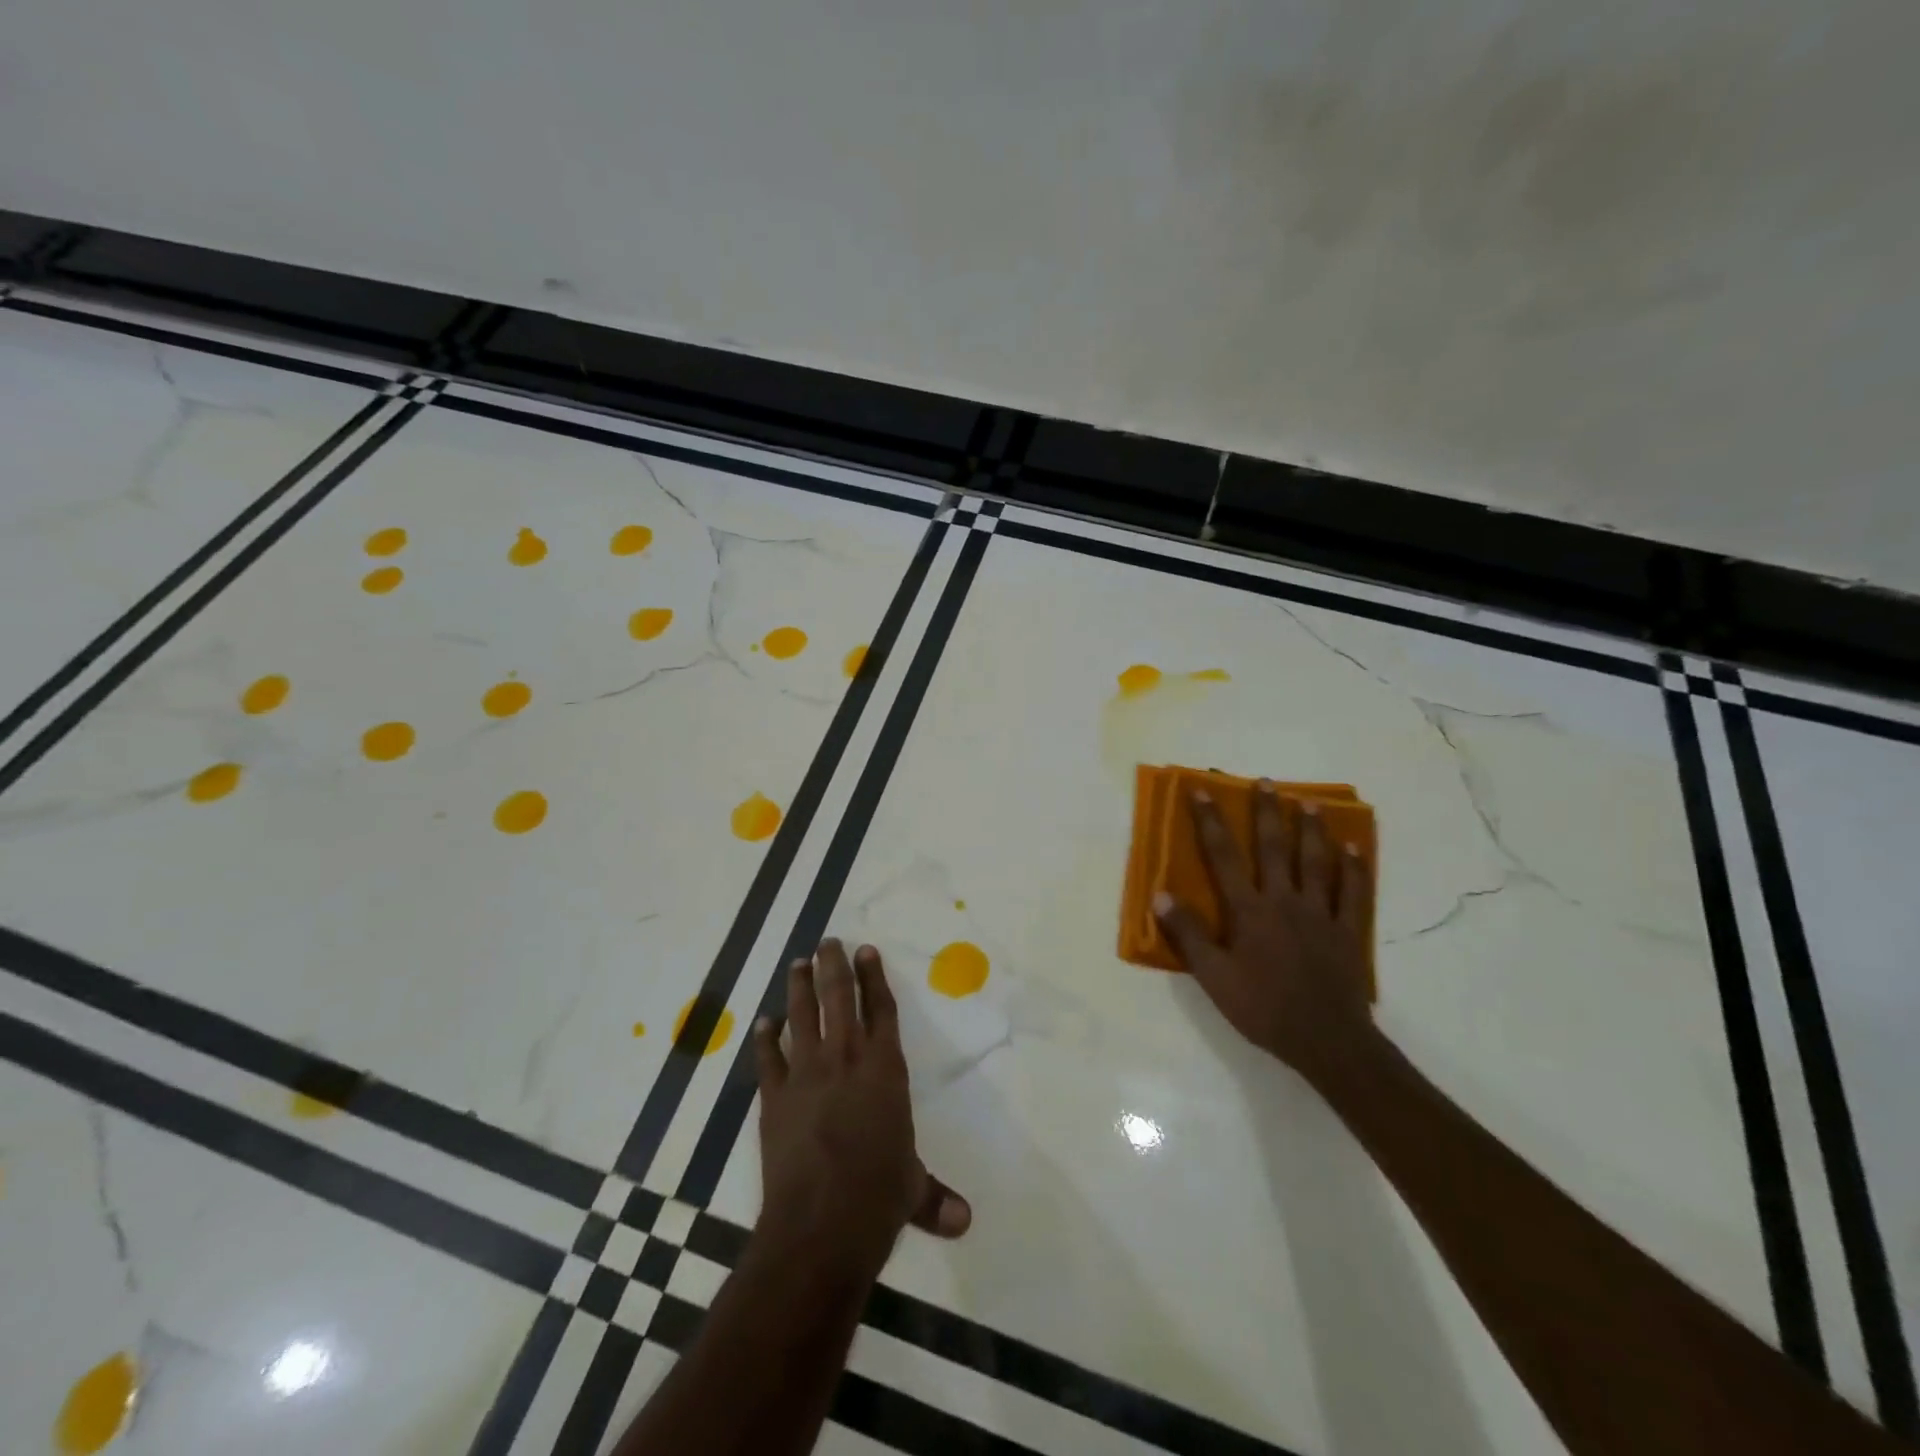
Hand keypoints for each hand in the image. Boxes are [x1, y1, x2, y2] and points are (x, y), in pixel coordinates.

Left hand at [754, 940, 970, 1269]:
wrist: (820, 1223)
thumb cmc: (877, 1197)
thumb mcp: (912, 1190)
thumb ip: (934, 1197)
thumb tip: (964, 1222)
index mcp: (884, 1068)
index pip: (882, 1010)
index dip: (874, 978)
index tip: (866, 951)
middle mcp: (846, 1059)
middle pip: (839, 998)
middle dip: (834, 966)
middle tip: (828, 941)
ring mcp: (806, 1074)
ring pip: (802, 1016)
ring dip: (799, 987)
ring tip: (798, 963)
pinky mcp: (774, 1097)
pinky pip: (768, 1058)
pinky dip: (765, 1038)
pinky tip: (764, 1022)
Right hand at [1154, 784, 1375, 1089]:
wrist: (1326, 1041)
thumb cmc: (1263, 1008)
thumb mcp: (1213, 977)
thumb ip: (1189, 935)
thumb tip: (1160, 895)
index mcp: (1249, 910)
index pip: (1223, 856)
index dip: (1210, 821)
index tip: (1202, 791)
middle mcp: (1285, 900)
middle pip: (1274, 848)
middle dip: (1267, 812)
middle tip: (1266, 782)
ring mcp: (1321, 914)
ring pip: (1316, 862)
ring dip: (1311, 830)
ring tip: (1308, 803)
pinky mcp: (1348, 931)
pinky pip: (1353, 892)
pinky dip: (1354, 867)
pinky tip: (1354, 847)